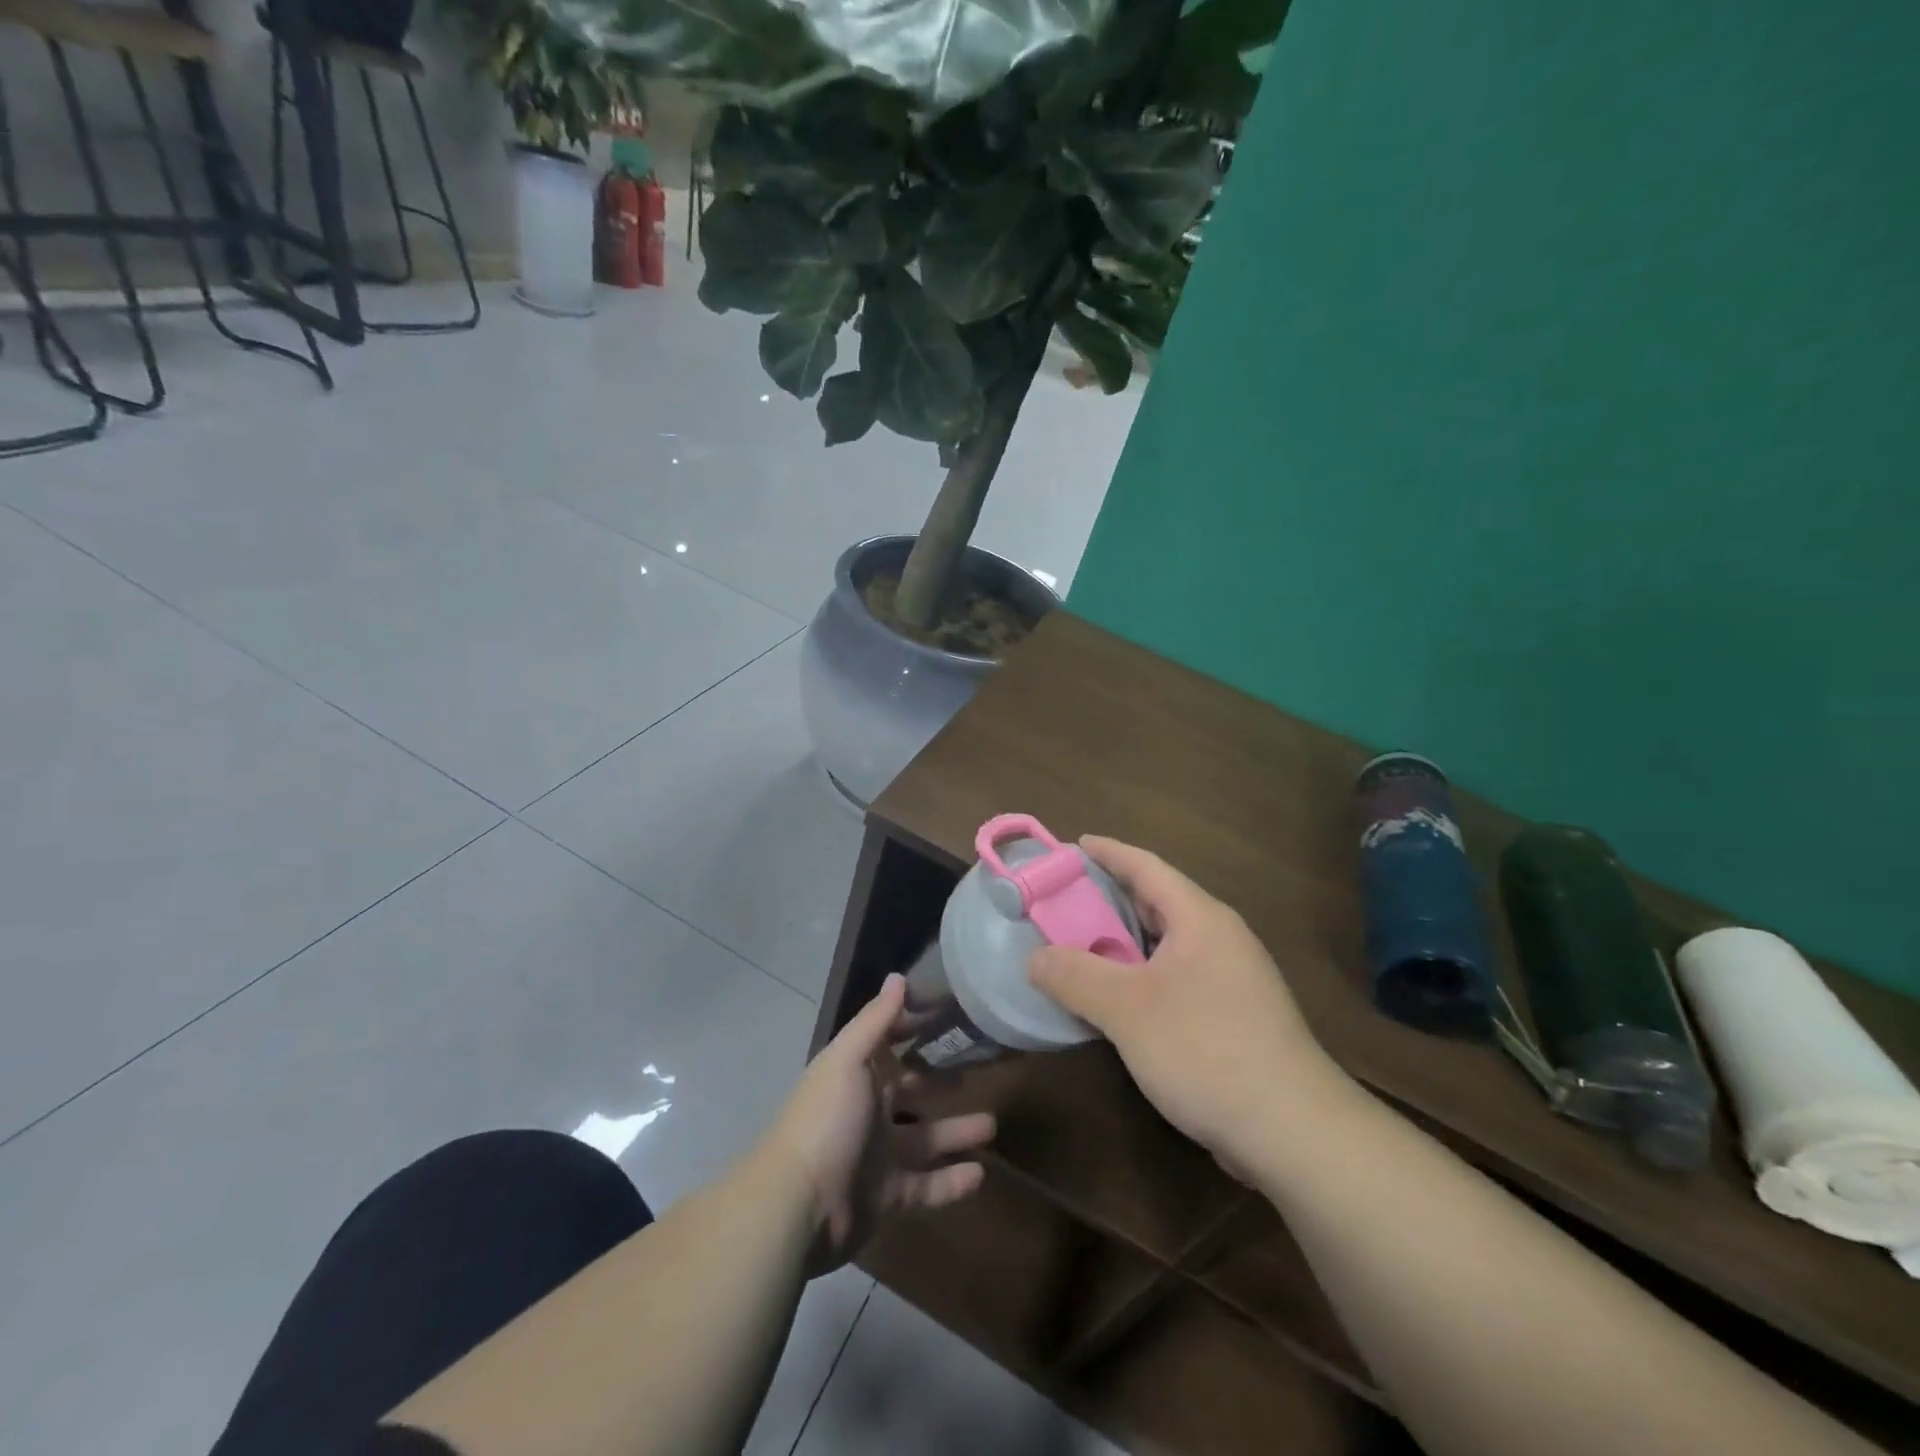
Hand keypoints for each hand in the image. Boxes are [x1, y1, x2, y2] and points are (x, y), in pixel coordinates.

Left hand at [762, 974, 994, 1271]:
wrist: (800, 1206)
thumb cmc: (827, 1119)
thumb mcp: (848, 1059)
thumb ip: (875, 1020)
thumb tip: (897, 976)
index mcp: (856, 1073)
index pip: (888, 1040)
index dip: (914, 1024)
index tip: (951, 1012)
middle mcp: (867, 1109)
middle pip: (911, 1089)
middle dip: (941, 1080)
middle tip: (979, 1069)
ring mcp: (877, 1154)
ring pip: (925, 1138)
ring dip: (956, 1131)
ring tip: (992, 1125)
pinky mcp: (887, 1196)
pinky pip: (926, 1186)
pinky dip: (950, 1182)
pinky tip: (979, 1175)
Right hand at [1029, 837, 1346, 1175]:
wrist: (1294, 1132)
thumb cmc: (1206, 1050)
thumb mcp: (1127, 1010)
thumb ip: (1075, 976)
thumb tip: (1034, 958)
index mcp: (1200, 919)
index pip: (1146, 867)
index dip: (1108, 853)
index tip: (1072, 846)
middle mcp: (1220, 939)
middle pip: (1157, 903)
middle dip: (1110, 899)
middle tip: (1064, 902)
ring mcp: (1233, 979)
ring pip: (1168, 945)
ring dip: (1125, 944)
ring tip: (1081, 948)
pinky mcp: (1236, 1017)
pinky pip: (1178, 979)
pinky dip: (1142, 977)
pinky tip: (1118, 1002)